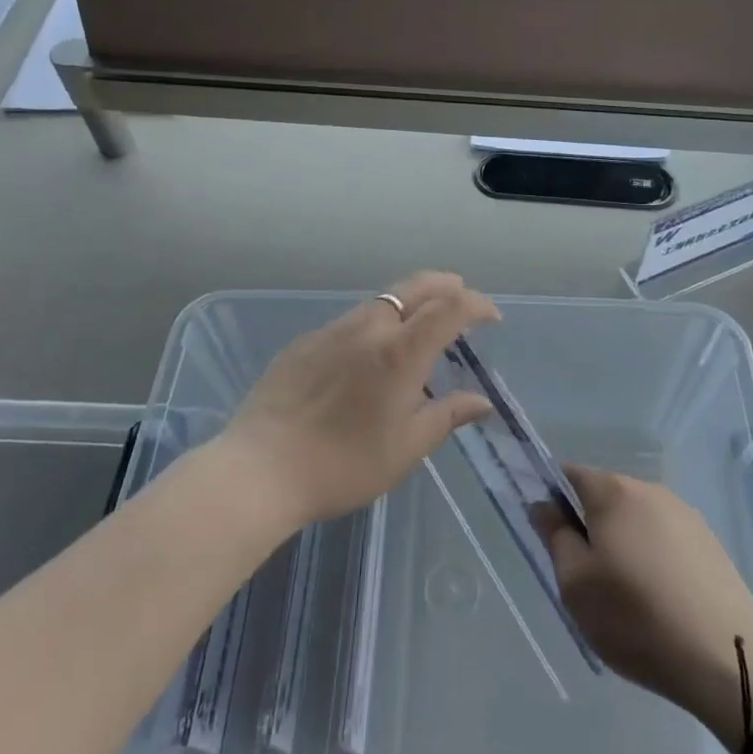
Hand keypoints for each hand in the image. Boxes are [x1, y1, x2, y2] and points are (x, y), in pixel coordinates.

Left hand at [217, 272, 497, 528]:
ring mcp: (332, 330)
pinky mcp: (305, 341)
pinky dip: (374, 322)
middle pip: (415, 287)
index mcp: (400, 352)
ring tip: (419, 322)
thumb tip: (481, 402)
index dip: (476, 304)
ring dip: (408, 302)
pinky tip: (368, 350)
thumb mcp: (405, 449)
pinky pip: (350, 320)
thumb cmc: (344, 465)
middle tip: (461, 292)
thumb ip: (446, 416)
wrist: (261, 468)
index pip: (449, 308)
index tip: (491, 317)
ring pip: (380, 301)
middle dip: (445, 285)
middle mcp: (369, 328)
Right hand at [539, 465, 752, 739]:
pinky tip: (660, 601)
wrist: (729, 661)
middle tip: (585, 575)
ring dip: (623, 542)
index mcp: (614, 492)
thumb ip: (555, 536)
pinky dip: (654, 558)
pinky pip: (666, 539)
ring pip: (637, 518)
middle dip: (590, 524)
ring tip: (625, 595)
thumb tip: (543, 505)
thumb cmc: (637, 619)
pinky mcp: (710, 543)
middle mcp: (650, 490)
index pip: (570, 475)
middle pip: (605, 496)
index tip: (550, 535)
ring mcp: (685, 515)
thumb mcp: (576, 584)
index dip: (553, 498)